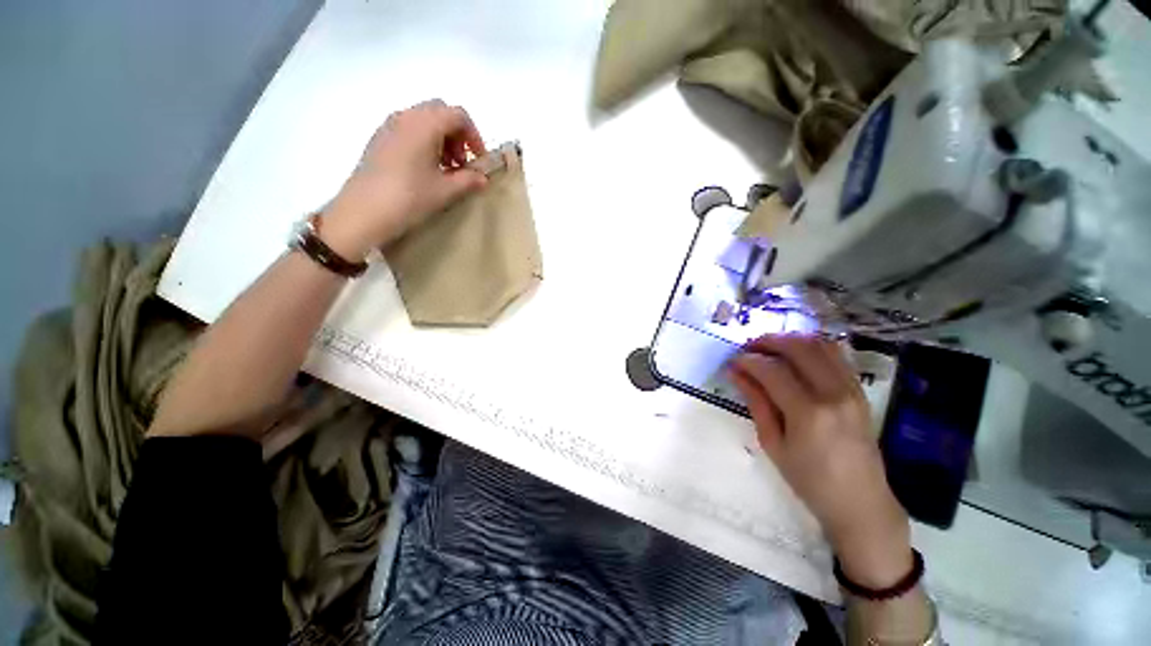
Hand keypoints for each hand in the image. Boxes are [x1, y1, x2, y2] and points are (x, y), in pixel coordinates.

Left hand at [321, 99, 488, 259]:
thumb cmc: (409, 197)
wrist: (363, 212)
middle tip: (462, 164)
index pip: (458, 115)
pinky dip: (424, 142)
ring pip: (423, 120)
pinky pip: (408, 130)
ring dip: (441, 139)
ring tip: (445, 170)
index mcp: (424, 124)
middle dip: (457, 135)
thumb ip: (468, 180)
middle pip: (440, 112)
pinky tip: (425, 170)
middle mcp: (406, 116)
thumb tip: (483, 178)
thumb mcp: (445, 191)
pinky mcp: (379, 139)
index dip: (474, 136)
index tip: (478, 160)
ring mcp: (389, 126)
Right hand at [729, 334, 912, 587]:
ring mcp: (852, 390)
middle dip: (768, 341)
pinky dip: (813, 347)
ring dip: (791, 340)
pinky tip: (796, 355)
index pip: (772, 371)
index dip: (748, 361)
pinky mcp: (860, 391)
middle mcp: (834, 394)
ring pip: (821, 345)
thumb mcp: (773, 444)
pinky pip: (837, 355)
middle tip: (749, 348)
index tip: (733, 362)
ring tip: (770, 348)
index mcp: (809, 413)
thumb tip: (736, 373)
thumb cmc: (810, 481)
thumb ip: (756, 403)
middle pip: (799, 348)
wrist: (861, 503)